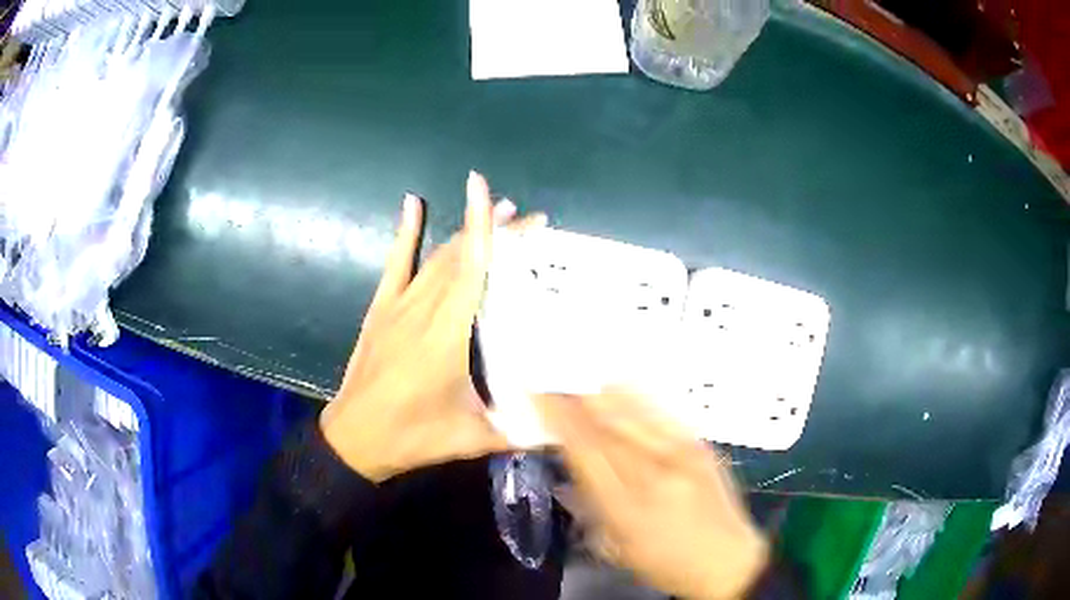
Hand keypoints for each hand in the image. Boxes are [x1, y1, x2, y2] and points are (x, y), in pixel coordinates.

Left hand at [321, 171, 542, 482]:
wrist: (355, 438)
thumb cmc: (413, 437)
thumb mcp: (471, 439)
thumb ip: (522, 433)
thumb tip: (568, 433)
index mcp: (447, 338)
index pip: (470, 273)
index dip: (484, 232)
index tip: (498, 199)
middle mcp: (422, 311)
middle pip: (461, 258)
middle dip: (496, 232)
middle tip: (528, 218)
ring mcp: (398, 307)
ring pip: (436, 257)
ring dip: (466, 232)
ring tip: (497, 211)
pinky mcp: (380, 309)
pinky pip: (396, 263)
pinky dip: (405, 232)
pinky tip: (413, 203)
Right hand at [535, 390, 768, 599]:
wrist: (727, 559)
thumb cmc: (666, 562)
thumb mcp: (617, 545)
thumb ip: (591, 502)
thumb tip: (571, 461)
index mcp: (628, 507)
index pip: (586, 450)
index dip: (558, 417)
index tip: (537, 394)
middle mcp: (656, 473)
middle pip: (606, 424)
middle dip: (574, 397)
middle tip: (550, 378)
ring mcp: (683, 454)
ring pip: (633, 411)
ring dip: (600, 391)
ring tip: (577, 374)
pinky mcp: (701, 444)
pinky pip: (660, 411)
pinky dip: (632, 395)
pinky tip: (617, 384)